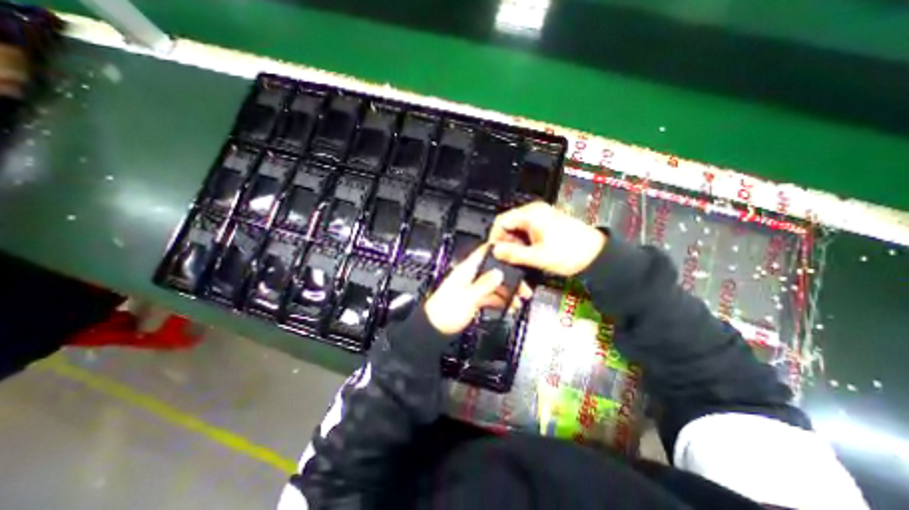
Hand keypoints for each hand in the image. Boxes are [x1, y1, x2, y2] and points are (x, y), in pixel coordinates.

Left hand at [426, 244, 534, 336]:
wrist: (434, 329)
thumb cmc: (446, 312)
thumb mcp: (468, 297)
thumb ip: (484, 284)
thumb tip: (499, 273)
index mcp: (466, 270)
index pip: (484, 253)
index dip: (499, 250)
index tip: (516, 253)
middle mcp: (470, 276)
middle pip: (493, 270)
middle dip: (509, 277)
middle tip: (524, 287)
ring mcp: (472, 287)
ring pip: (494, 284)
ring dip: (507, 291)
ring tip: (519, 300)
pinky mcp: (473, 298)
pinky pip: (490, 296)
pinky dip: (500, 300)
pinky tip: (509, 306)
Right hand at [486, 201, 605, 276]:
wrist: (595, 255)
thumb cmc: (572, 253)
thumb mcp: (539, 256)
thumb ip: (514, 254)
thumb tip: (495, 251)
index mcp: (532, 214)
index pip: (501, 220)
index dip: (495, 237)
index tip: (495, 251)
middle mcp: (535, 211)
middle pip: (508, 224)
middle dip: (505, 242)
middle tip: (507, 258)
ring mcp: (540, 217)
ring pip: (516, 229)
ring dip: (514, 244)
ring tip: (519, 258)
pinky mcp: (545, 224)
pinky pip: (526, 231)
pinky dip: (523, 242)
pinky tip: (528, 253)